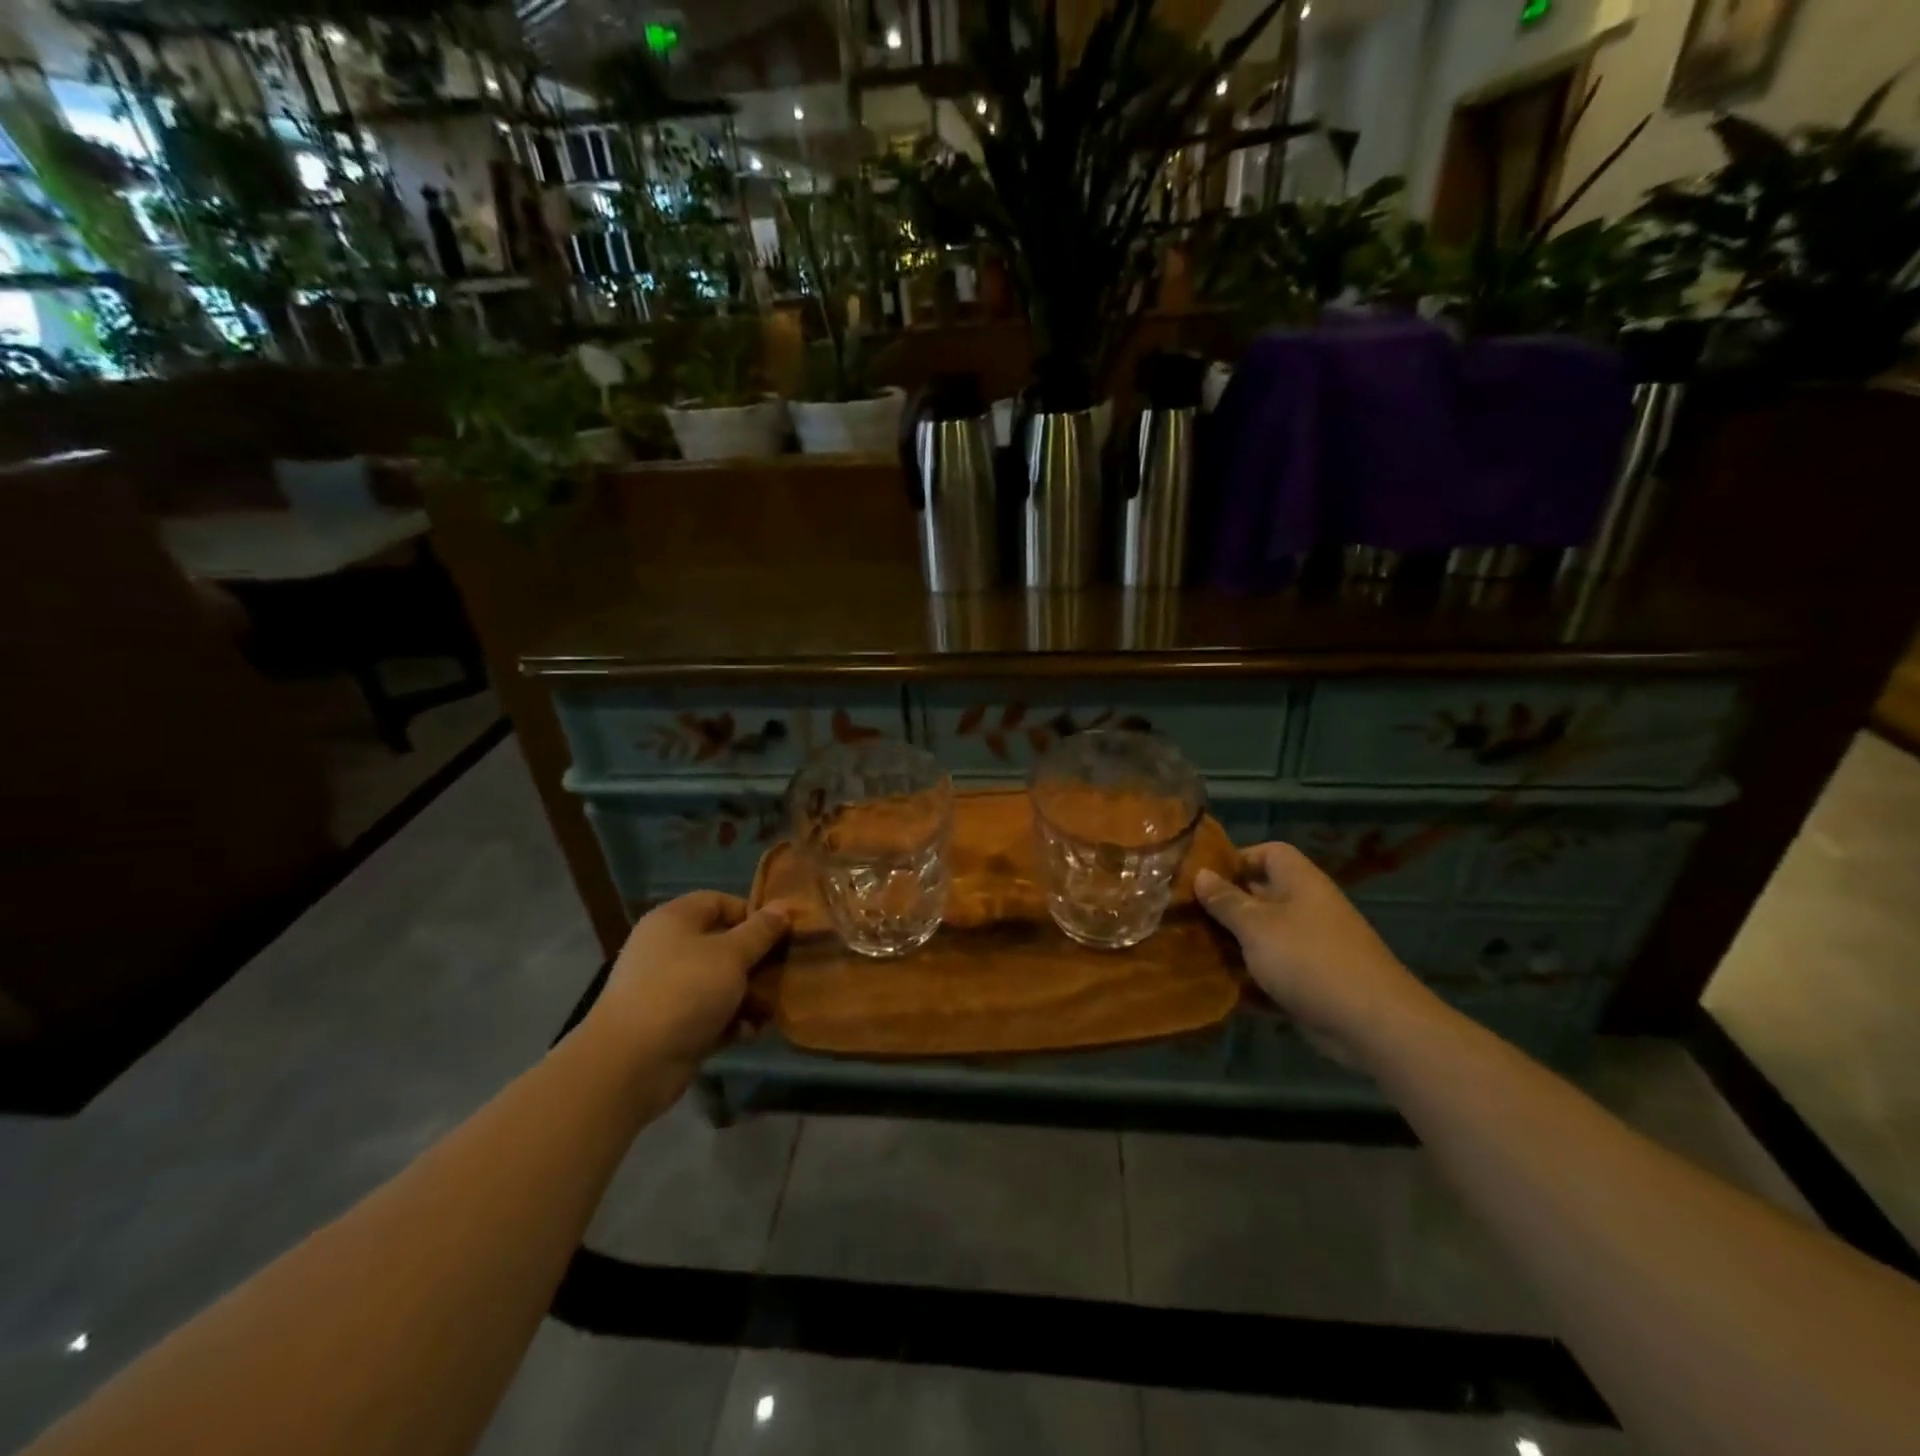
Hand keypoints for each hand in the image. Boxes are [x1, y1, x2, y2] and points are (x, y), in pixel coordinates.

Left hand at [592, 892, 791, 1069]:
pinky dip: (730, 1021)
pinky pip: (710, 1013)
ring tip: (770, 1009)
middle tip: (784, 972)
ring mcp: (668, 988)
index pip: (719, 902)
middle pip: (723, 944)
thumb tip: (784, 906)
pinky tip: (747, 1033)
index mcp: (674, 920)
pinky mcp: (672, 1024)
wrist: (631, 1063)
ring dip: (748, 995)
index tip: (780, 933)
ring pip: (720, 982)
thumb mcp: (731, 955)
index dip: (751, 914)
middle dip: (756, 960)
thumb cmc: (685, 991)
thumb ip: (761, 931)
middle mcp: (668, 949)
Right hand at [1195, 843, 1435, 1066]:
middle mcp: (1306, 908)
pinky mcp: (1309, 982)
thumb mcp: (1256, 925)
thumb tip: (1201, 874)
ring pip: (1261, 937)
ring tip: (1189, 949)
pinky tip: (1214, 986)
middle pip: (1259, 896)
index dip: (1236, 859)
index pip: (1268, 853)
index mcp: (1299, 882)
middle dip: (1223, 906)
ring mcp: (1309, 947)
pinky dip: (1246, 979)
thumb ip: (1226, 900)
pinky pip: (1270, 972)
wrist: (1371, 1024)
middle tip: (1183, 915)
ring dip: (1231, 945)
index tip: (1201, 876)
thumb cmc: (1308, 959)